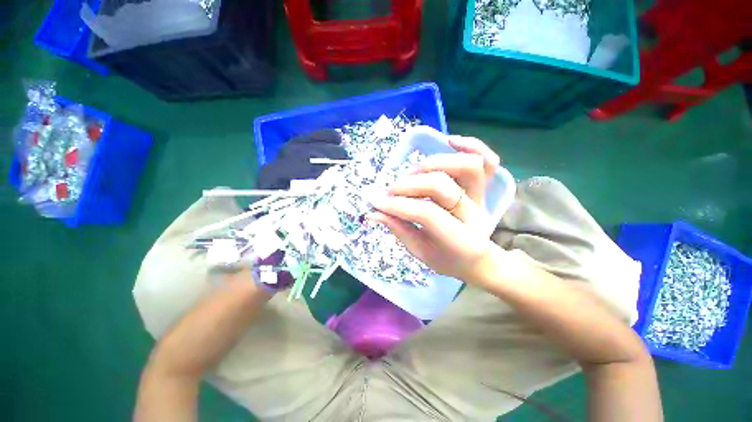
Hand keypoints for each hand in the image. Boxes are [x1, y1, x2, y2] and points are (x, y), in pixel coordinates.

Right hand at [368, 136, 500, 281]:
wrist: (476, 259)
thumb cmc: (446, 259)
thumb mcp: (420, 252)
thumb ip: (399, 229)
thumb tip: (374, 211)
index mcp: (459, 241)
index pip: (426, 213)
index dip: (398, 205)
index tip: (376, 201)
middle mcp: (474, 215)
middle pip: (442, 186)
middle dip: (409, 185)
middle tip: (390, 191)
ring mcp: (482, 198)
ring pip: (467, 166)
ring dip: (433, 163)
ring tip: (413, 172)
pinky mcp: (484, 188)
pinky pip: (488, 161)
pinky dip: (471, 146)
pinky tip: (450, 141)